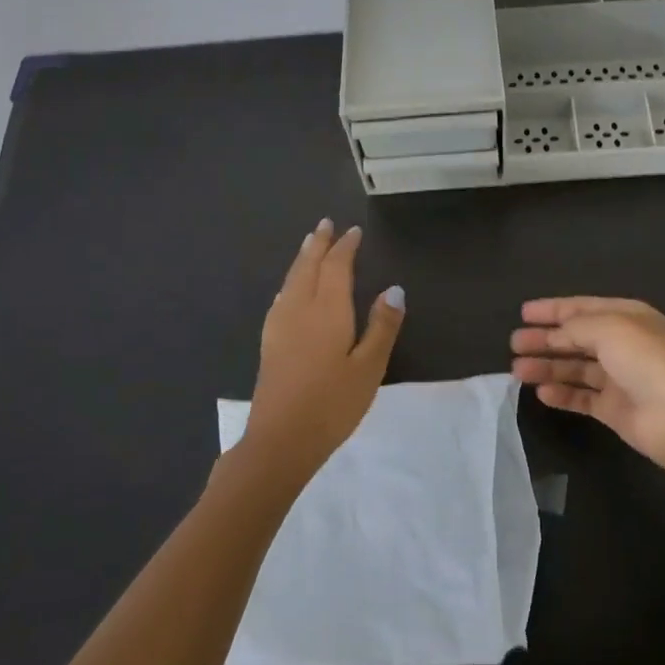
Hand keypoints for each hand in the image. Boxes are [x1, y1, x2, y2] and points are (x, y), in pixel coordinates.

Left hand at [242, 219, 404, 480]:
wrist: (280, 440)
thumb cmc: (333, 405)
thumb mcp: (369, 368)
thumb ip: (382, 326)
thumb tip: (394, 289)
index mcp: (328, 311)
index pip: (336, 268)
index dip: (345, 248)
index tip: (353, 231)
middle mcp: (300, 309)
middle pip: (308, 267)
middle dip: (318, 244)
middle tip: (325, 224)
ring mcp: (280, 326)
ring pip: (291, 281)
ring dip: (302, 259)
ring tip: (309, 244)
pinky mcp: (270, 343)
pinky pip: (281, 298)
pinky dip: (290, 282)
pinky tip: (289, 290)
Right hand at [510, 297, 664, 474]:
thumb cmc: (648, 363)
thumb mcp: (610, 329)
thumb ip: (577, 326)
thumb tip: (557, 332)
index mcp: (628, 317)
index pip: (583, 308)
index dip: (553, 309)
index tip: (523, 313)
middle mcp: (623, 345)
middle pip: (576, 338)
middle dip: (545, 339)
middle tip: (514, 343)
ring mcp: (620, 379)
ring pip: (576, 368)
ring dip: (547, 367)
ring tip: (517, 370)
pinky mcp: (615, 410)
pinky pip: (582, 397)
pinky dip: (561, 394)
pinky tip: (541, 393)